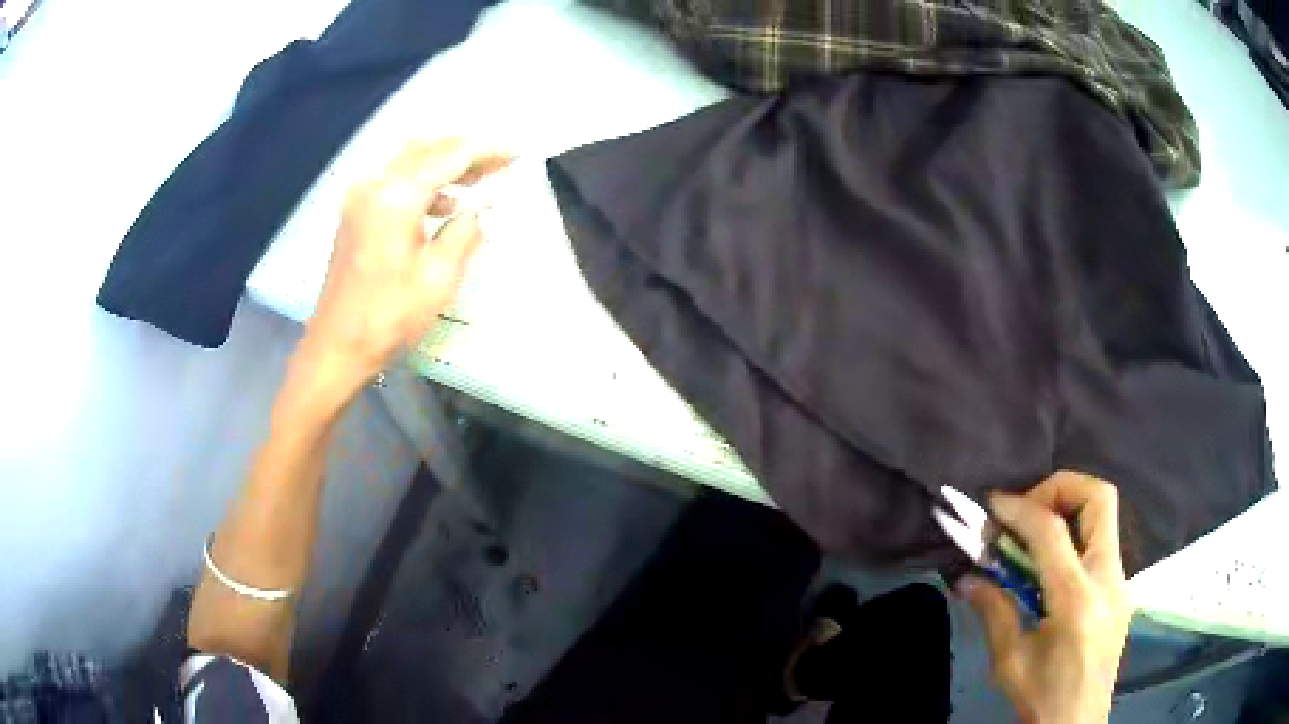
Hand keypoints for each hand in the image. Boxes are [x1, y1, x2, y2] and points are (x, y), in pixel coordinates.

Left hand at [299, 139, 510, 391]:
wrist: (337, 346)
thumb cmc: (387, 317)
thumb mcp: (439, 278)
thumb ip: (465, 231)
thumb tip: (479, 208)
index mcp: (396, 197)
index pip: (451, 156)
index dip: (487, 151)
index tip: (514, 154)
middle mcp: (374, 186)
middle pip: (427, 148)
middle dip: (465, 151)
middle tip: (498, 164)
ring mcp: (360, 198)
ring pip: (409, 160)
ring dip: (443, 164)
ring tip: (476, 182)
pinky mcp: (354, 213)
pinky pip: (393, 179)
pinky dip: (421, 181)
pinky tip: (441, 204)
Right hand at [958, 472, 1131, 723]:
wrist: (1078, 723)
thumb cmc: (1042, 697)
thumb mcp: (1009, 661)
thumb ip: (994, 612)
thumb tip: (967, 579)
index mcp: (1077, 599)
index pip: (1051, 531)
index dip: (1020, 508)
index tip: (993, 504)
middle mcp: (1108, 578)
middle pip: (1099, 498)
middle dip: (1061, 488)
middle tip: (1028, 508)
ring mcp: (1121, 580)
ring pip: (1105, 516)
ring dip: (1069, 510)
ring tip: (1035, 535)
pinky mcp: (1121, 588)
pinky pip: (1102, 542)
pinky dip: (1076, 536)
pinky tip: (1052, 567)